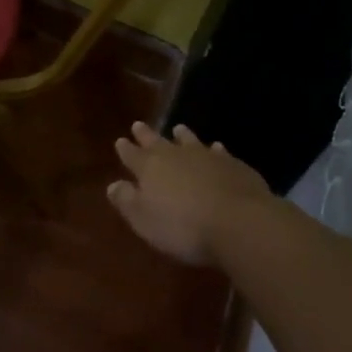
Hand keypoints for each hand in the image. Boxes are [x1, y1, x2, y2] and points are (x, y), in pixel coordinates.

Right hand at [107, 123, 271, 265]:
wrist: (238, 221)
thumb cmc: (183, 227)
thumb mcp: (145, 221)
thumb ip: (127, 201)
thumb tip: (113, 185)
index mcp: (150, 169)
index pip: (133, 155)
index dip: (125, 149)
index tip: (120, 140)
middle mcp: (176, 156)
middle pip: (157, 142)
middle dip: (146, 135)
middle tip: (138, 125)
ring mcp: (206, 157)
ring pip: (189, 141)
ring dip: (182, 136)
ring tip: (178, 128)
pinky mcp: (233, 164)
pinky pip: (219, 151)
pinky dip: (214, 149)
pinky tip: (216, 148)